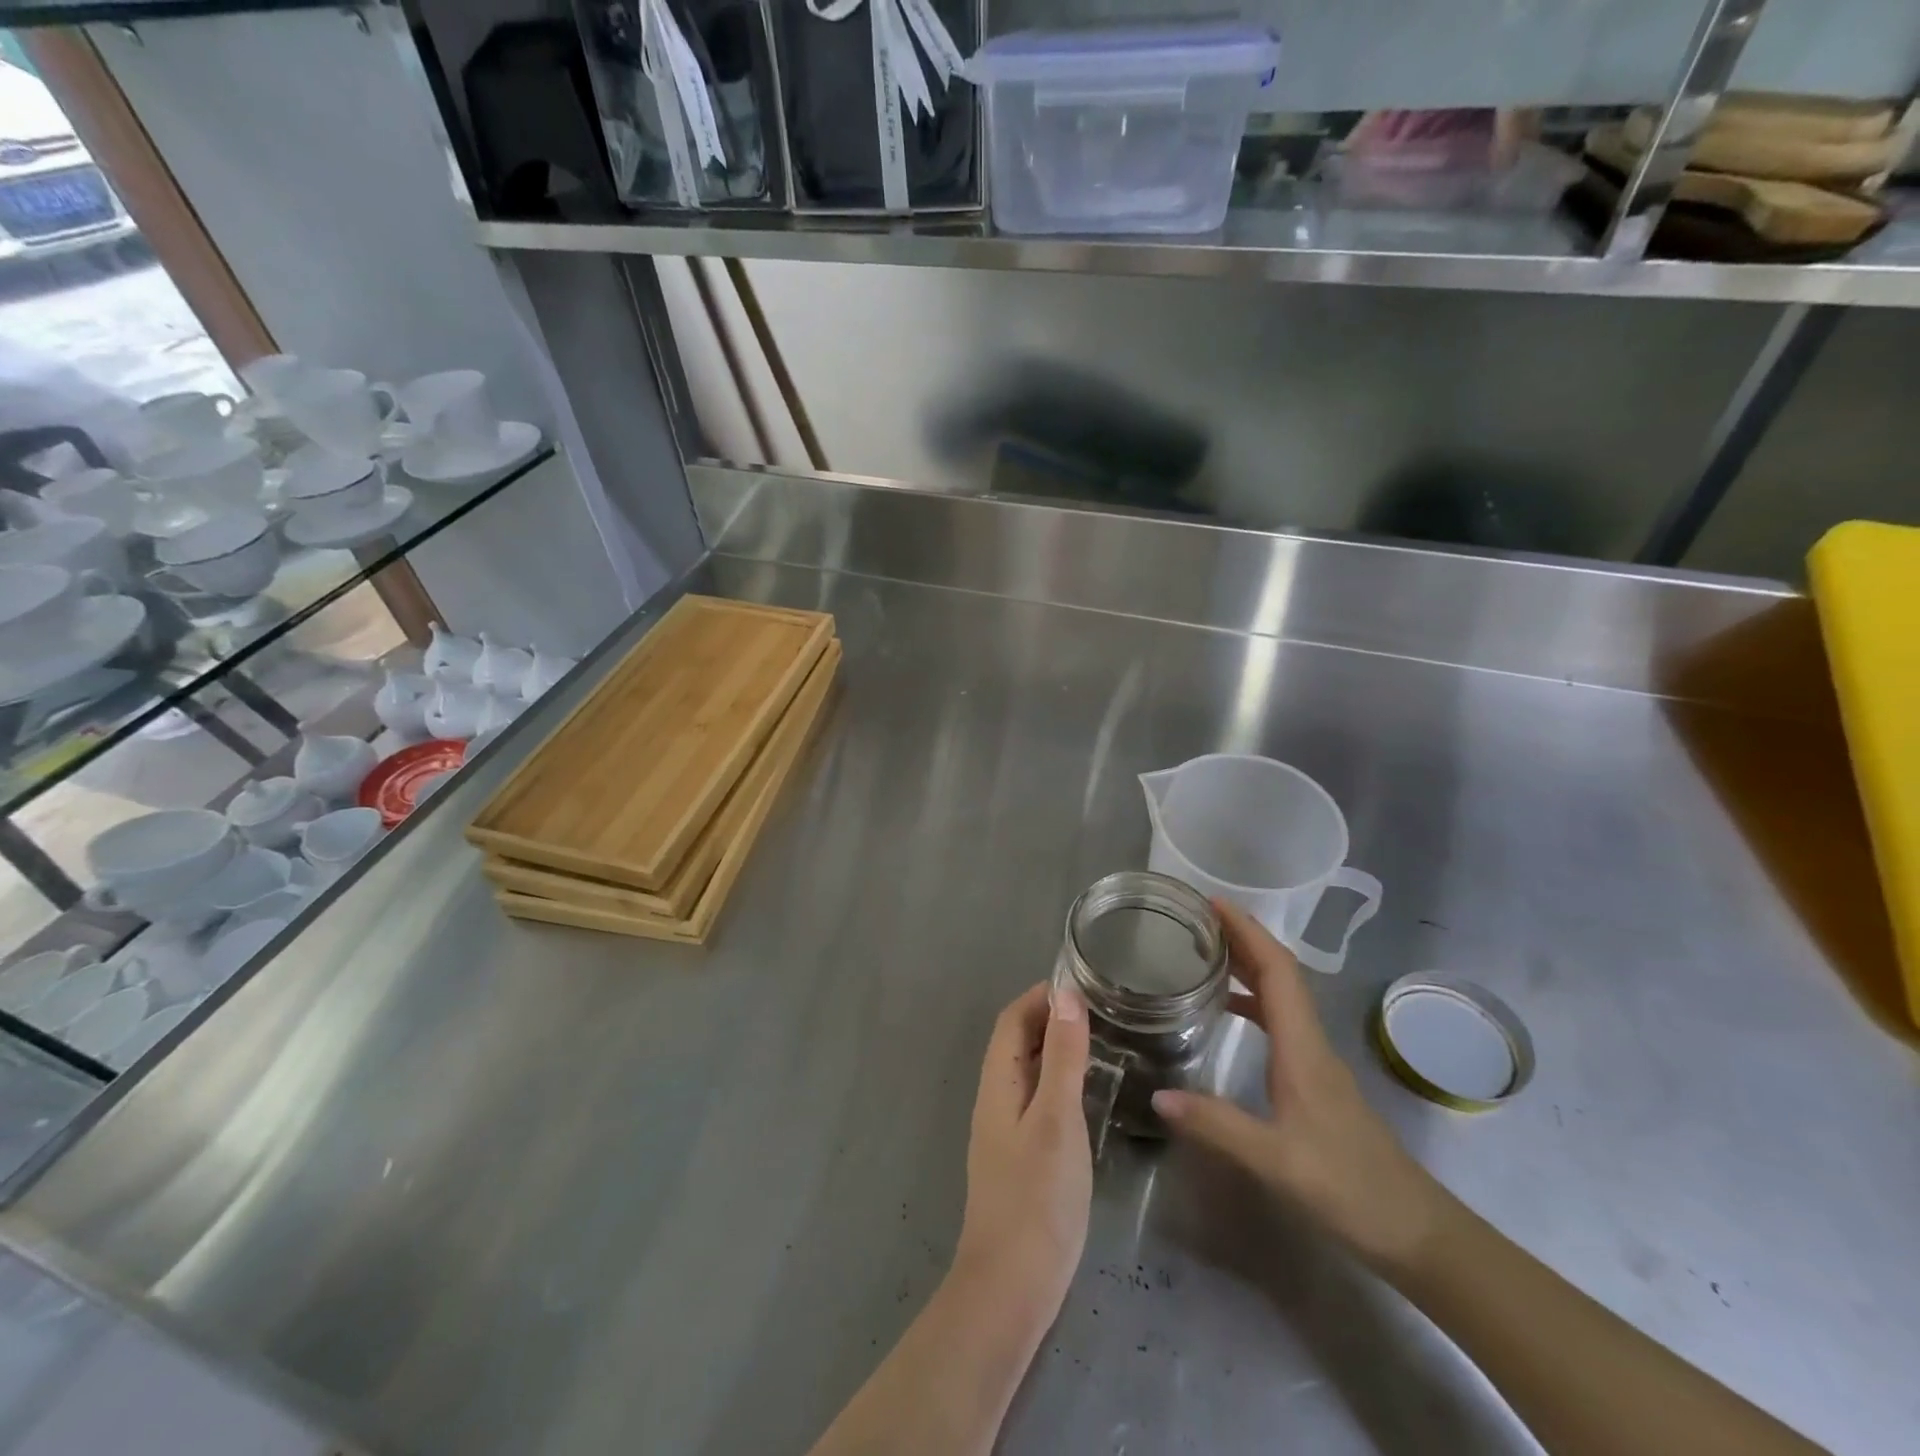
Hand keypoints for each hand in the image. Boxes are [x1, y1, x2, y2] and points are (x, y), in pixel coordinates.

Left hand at [954, 983, 1091, 1317]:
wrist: (1012, 1286)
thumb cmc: (1036, 1196)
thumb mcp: (1056, 1118)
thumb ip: (1061, 1057)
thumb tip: (1065, 995)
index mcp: (997, 1083)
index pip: (1011, 1021)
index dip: (1039, 996)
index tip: (1080, 984)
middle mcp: (995, 1100)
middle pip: (1016, 1043)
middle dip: (1049, 1019)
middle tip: (1099, 1010)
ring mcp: (1005, 1132)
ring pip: (1027, 1073)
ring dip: (1054, 1050)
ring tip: (1100, 1043)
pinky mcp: (1020, 1159)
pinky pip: (1037, 1101)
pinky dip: (1059, 1083)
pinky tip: (1087, 1096)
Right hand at [1152, 900, 1447, 1272]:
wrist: (1415, 1232)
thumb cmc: (1349, 1188)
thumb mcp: (1276, 1160)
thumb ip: (1217, 1125)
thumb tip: (1157, 1095)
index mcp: (1303, 1047)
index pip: (1277, 971)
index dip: (1247, 931)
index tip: (1213, 903)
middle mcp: (1311, 1042)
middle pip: (1280, 974)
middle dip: (1243, 938)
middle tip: (1198, 919)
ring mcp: (1316, 1061)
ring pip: (1282, 996)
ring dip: (1249, 966)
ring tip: (1206, 952)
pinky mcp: (1315, 1081)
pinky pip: (1281, 1021)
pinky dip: (1254, 1001)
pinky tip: (1229, 1011)